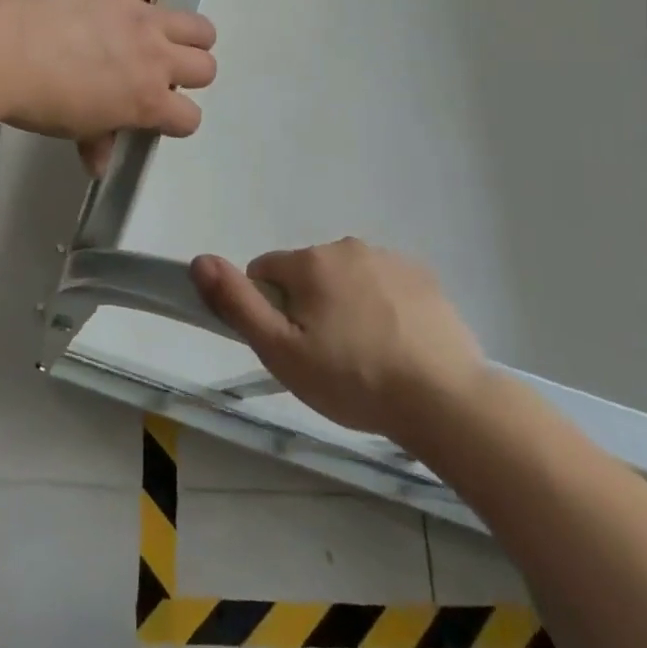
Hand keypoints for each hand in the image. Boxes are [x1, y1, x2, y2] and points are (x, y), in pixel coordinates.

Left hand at [0, 0, 215, 173]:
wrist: (4, 50)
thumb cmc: (37, 99)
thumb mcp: (71, 127)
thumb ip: (96, 141)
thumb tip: (99, 164)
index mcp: (146, 101)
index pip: (188, 117)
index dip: (177, 119)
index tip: (160, 115)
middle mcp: (156, 58)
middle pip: (204, 68)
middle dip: (190, 75)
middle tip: (164, 72)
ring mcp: (141, 15)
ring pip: (197, 26)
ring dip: (193, 36)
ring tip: (175, 36)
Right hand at [191, 238, 487, 438]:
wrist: (446, 400)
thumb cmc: (354, 379)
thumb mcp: (281, 352)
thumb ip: (237, 303)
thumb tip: (199, 260)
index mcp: (310, 261)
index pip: (265, 273)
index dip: (269, 311)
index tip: (293, 346)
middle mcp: (347, 247)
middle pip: (307, 275)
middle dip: (309, 307)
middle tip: (328, 358)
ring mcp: (390, 259)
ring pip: (347, 279)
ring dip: (346, 306)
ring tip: (367, 357)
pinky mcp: (424, 278)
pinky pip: (384, 285)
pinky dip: (383, 307)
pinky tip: (398, 346)